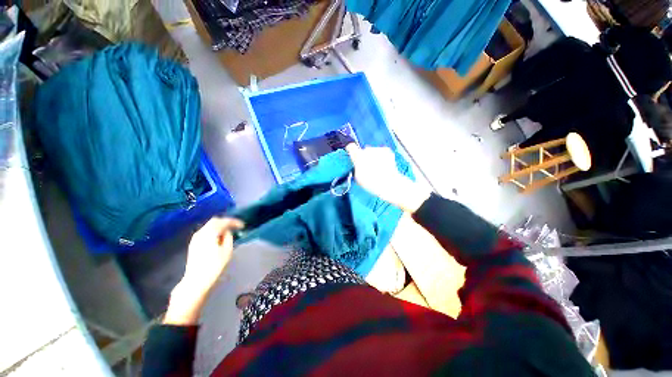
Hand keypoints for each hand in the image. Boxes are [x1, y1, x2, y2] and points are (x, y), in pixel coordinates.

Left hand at [164, 217, 243, 324]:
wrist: (196, 281)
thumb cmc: (214, 266)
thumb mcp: (227, 251)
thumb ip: (228, 237)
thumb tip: (227, 232)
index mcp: (210, 233)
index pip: (224, 221)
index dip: (234, 222)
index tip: (243, 226)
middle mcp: (201, 233)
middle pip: (215, 221)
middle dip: (226, 222)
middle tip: (235, 226)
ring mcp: (195, 238)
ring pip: (209, 226)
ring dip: (219, 226)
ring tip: (228, 232)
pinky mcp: (193, 244)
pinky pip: (205, 232)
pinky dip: (214, 231)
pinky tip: (219, 237)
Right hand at [346, 144, 430, 212]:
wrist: (389, 183)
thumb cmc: (372, 183)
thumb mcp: (358, 178)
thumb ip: (355, 168)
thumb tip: (356, 164)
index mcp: (358, 157)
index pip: (351, 147)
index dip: (351, 151)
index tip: (352, 155)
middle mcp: (368, 150)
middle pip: (363, 150)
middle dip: (364, 157)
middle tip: (367, 167)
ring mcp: (378, 149)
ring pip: (373, 151)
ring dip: (373, 156)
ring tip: (377, 168)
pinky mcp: (387, 150)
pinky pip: (381, 152)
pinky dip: (382, 156)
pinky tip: (383, 165)